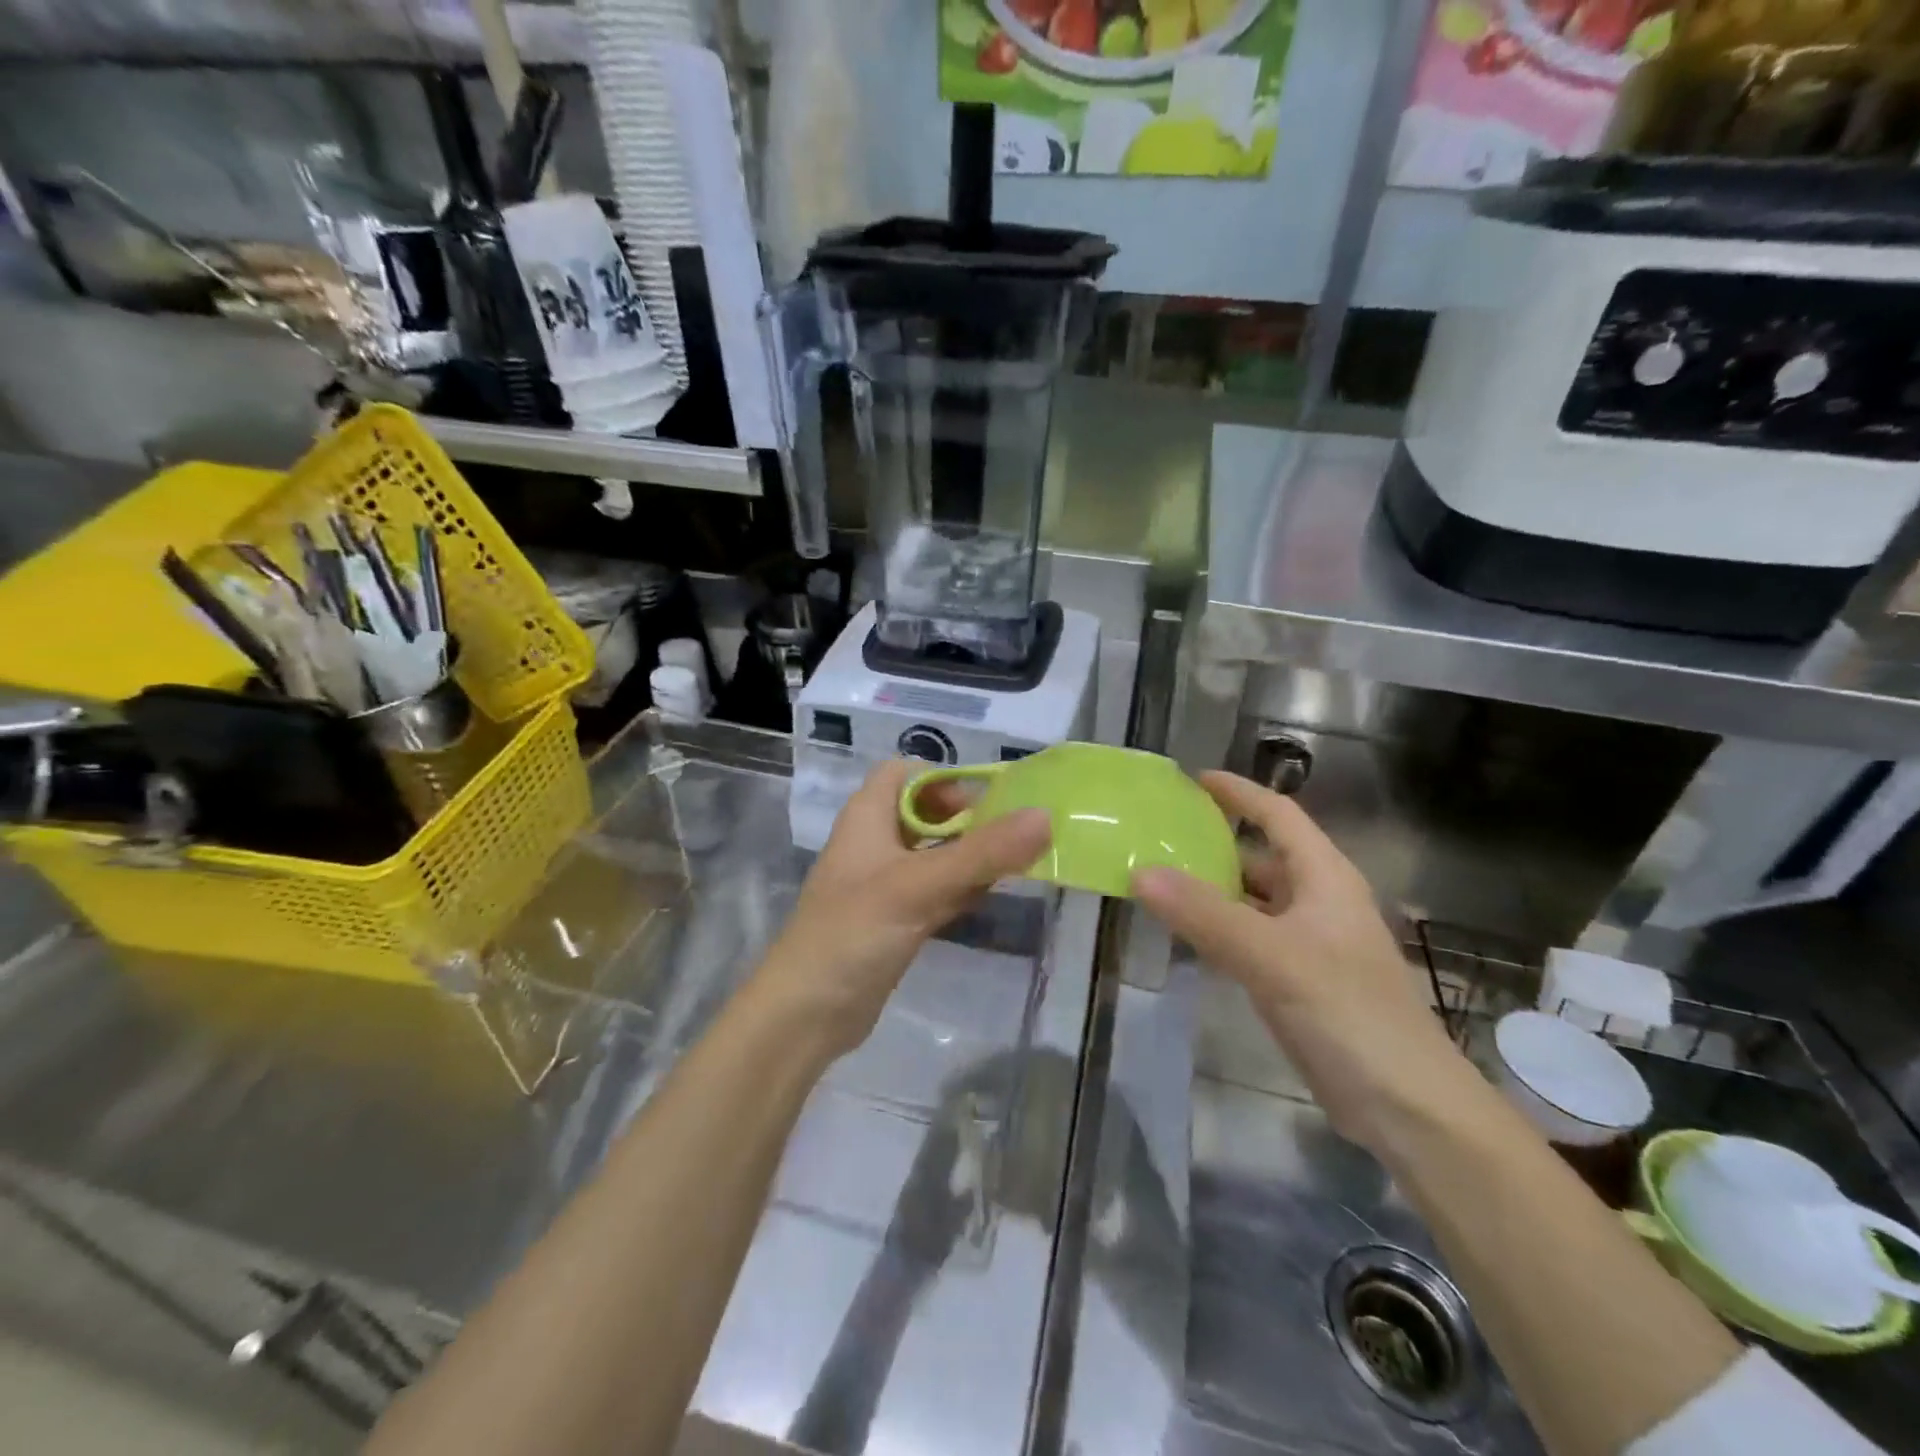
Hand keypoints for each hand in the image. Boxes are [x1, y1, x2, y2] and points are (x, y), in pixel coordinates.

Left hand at [755, 760, 1051, 1062]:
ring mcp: (884, 883)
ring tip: (1017, 862)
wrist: (805, 1014)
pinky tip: (993, 894)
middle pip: (926, 812)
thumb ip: (982, 852)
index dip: (944, 779)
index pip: (905, 773)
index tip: (985, 803)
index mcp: (867, 816)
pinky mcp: (894, 920)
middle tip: (1011, 836)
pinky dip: (961, 888)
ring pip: (934, 854)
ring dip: (970, 855)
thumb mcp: (920, 886)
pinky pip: (935, 890)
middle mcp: (875, 842)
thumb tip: (1044, 817)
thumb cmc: (854, 932)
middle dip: (967, 819)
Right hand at [1132, 772, 1472, 1151]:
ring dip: (1212, 890)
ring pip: (1254, 901)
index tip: (1194, 779)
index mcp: (1325, 878)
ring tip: (1158, 881)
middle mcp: (1319, 903)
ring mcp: (1311, 945)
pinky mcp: (1301, 982)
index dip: (1240, 793)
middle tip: (1157, 837)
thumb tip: (1139, 871)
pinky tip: (1186, 936)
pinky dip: (1218, 929)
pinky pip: (1251, 939)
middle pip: (1262, 857)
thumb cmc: (1348, 1014)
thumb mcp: (1272, 957)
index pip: (1279, 816)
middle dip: (1214, 844)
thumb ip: (1205, 914)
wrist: (1408, 1108)